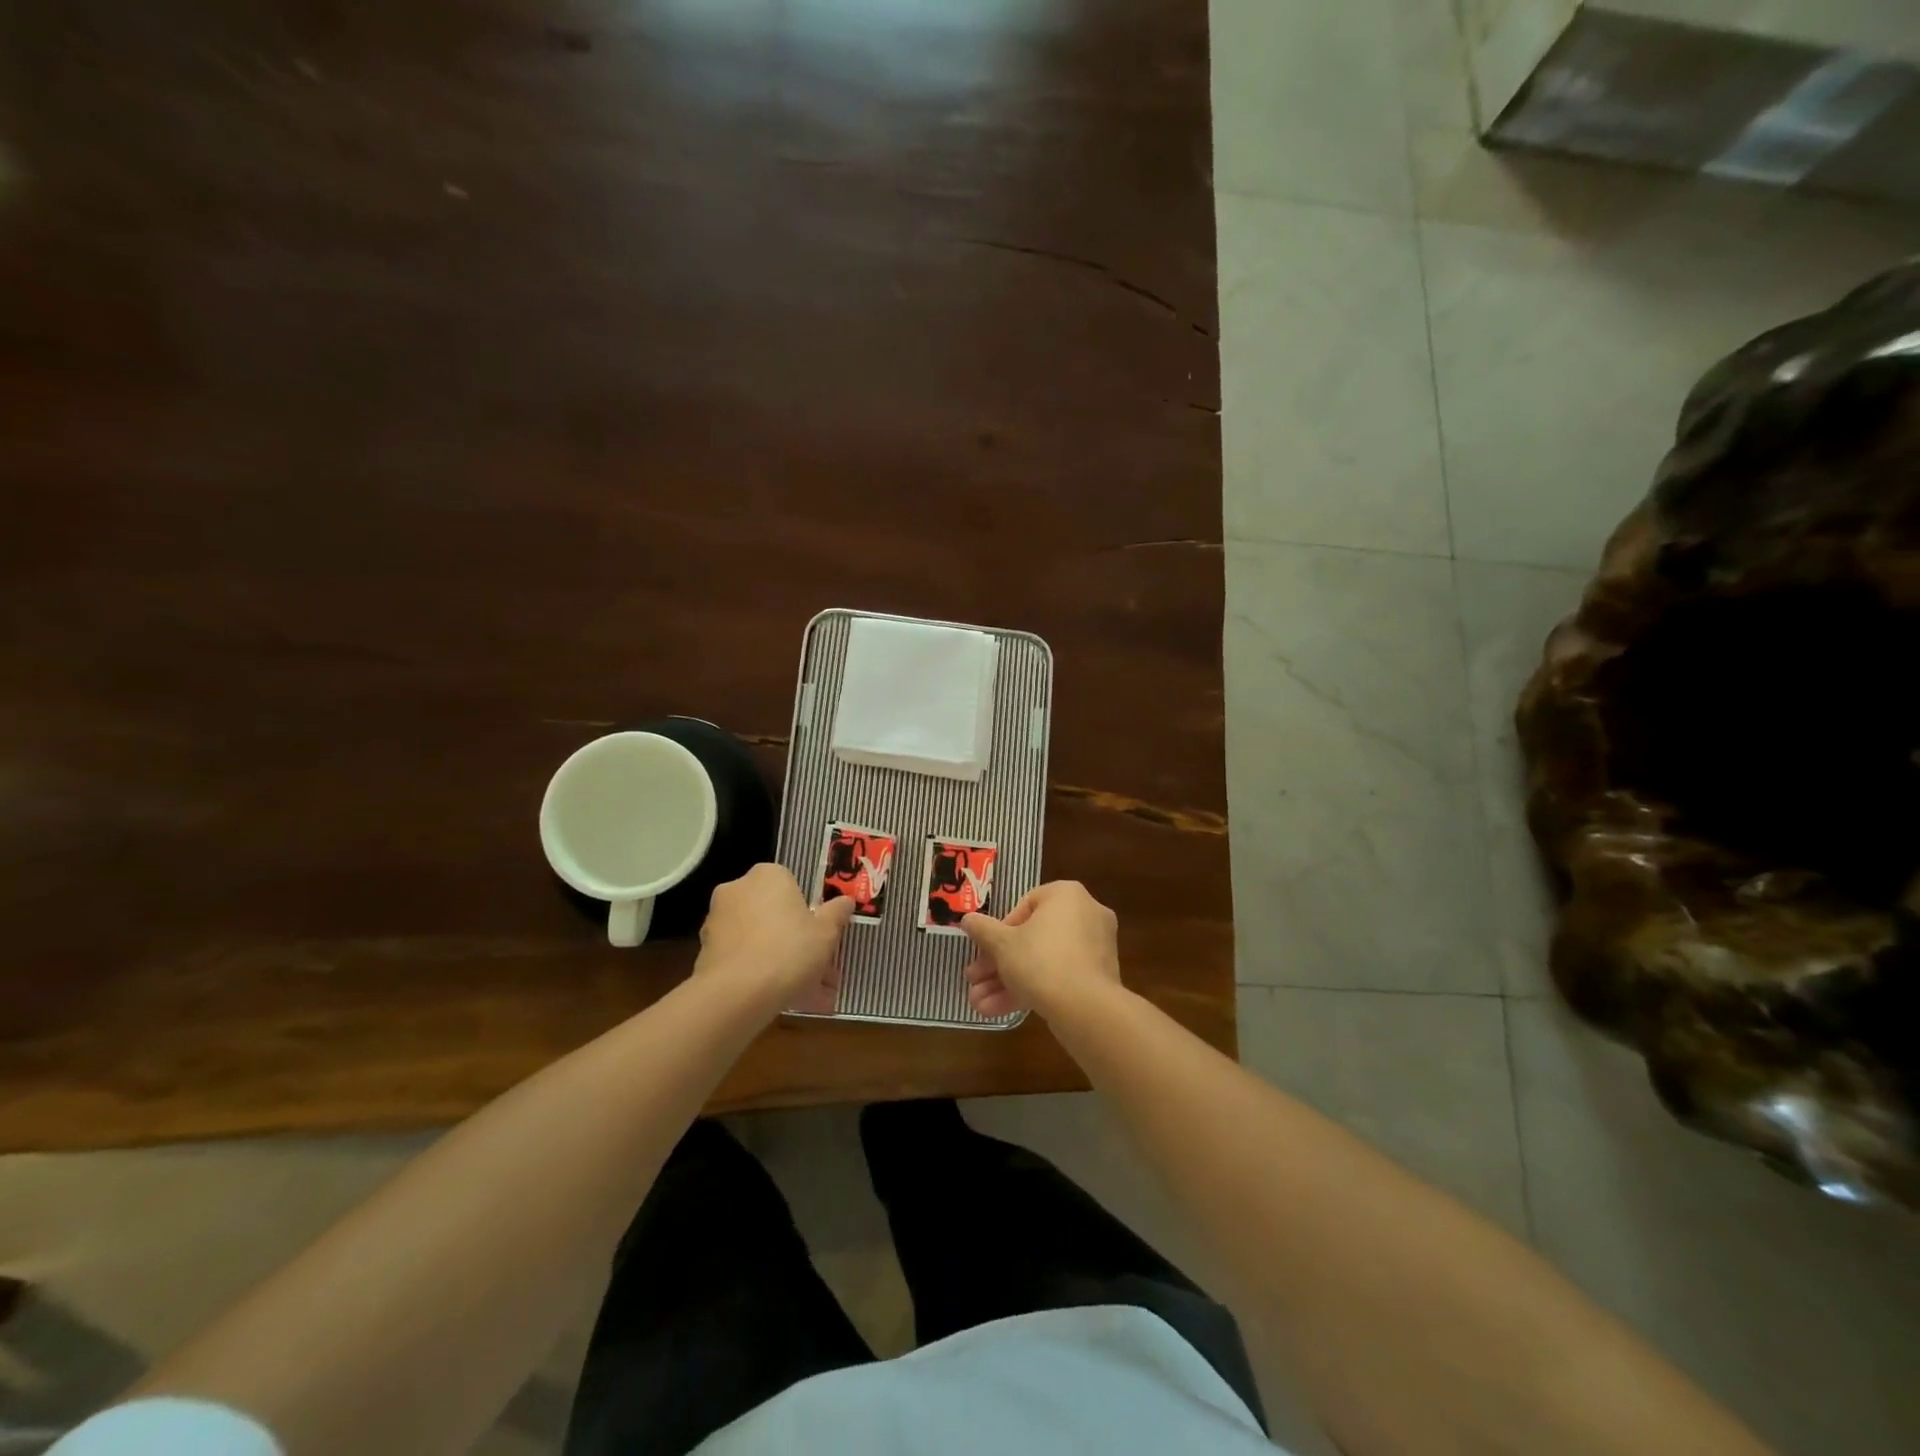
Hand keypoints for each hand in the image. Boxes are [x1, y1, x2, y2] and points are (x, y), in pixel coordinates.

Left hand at [695, 864, 857, 1016]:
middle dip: (792, 937)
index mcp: (767, 875)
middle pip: (771, 911)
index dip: (806, 909)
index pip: (790, 883)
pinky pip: (740, 958)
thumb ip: (836, 914)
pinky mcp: (705, 951)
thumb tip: (846, 901)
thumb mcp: (826, 933)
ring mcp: (717, 920)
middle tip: (815, 965)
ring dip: (776, 958)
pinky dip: (756, 973)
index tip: (818, 932)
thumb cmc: (789, 950)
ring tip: (803, 993)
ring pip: (756, 937)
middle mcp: (737, 889)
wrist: (736, 993)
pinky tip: (778, 998)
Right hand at [960, 880, 1120, 1018]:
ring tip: (979, 1004)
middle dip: (998, 964)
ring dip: (1008, 982)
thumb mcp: (1002, 944)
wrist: (1086, 1008)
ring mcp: (1095, 948)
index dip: (1000, 931)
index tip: (986, 951)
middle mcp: (1086, 914)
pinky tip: (998, 1011)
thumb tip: (967, 919)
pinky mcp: (1098, 977)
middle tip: (975, 980)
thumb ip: (983, 929)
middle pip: (1032, 938)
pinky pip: (1059, 976)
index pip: (1025, 906)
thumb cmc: (1040, 961)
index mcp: (1066, 895)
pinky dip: (1032, 990)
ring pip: (1043, 961)